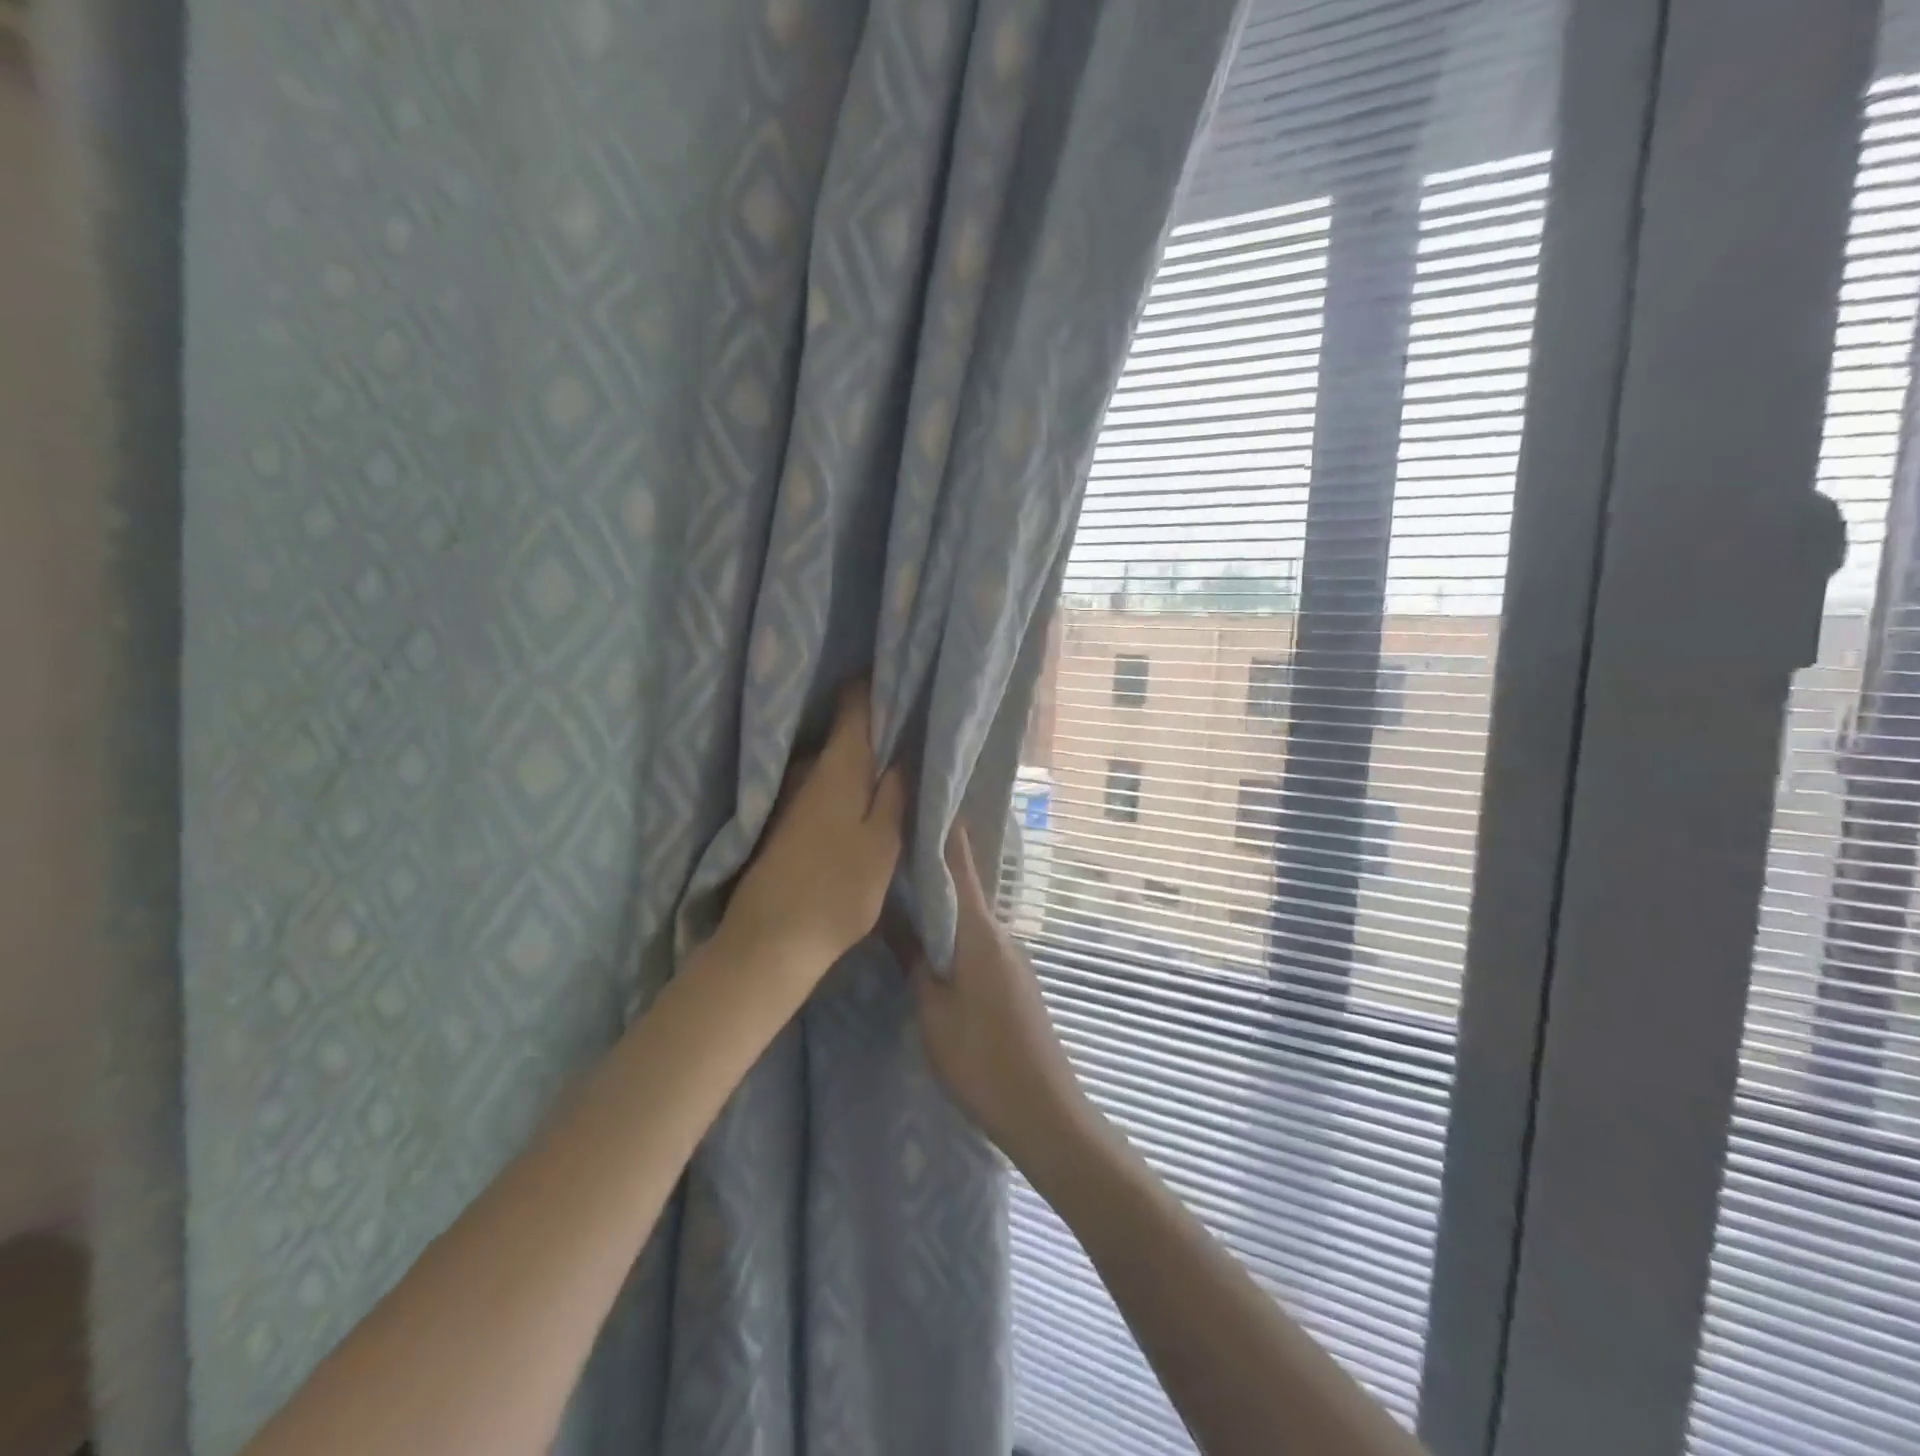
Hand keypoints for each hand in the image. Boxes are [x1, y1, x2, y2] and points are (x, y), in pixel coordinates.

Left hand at [724, 684, 906, 983]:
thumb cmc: (837, 889)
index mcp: (837, 765)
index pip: (854, 703)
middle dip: (872, 726)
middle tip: (906, 728)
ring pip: (829, 760)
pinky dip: (837, 783)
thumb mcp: (883, 843)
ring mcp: (787, 793)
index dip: (876, 685)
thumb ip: (896, 794)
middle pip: (842, 730)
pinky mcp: (777, 819)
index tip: (899, 678)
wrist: (769, 940)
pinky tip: (854, 801)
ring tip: (888, 764)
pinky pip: (816, 784)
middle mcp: (807, 768)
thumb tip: (903, 752)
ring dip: (855, 758)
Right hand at [898, 824, 1091, 1171]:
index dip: (944, 831)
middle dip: (933, 866)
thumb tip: (894, 917)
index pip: (960, 866)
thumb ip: (913, 961)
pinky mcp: (1012, 980)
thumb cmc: (982, 1060)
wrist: (1045, 1112)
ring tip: (900, 891)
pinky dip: (953, 931)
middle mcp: (1000, 934)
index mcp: (981, 933)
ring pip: (969, 917)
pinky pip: (977, 941)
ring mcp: (1010, 958)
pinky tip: (930, 941)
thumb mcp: (933, 1012)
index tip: (923, 798)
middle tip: (892, 848)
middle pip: (964, 888)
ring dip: (941, 902)